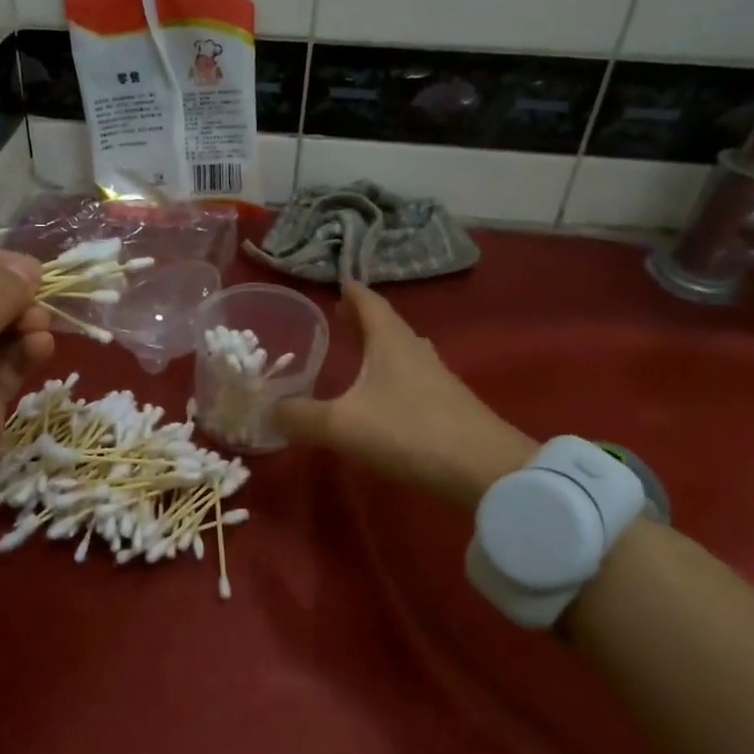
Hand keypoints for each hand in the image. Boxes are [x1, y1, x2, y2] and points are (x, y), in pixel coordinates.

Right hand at [273, 281, 534, 506]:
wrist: (485, 470)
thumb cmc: (409, 432)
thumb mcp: (343, 425)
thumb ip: (300, 417)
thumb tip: (268, 412)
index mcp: (391, 341)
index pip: (369, 302)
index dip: (351, 292)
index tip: (336, 283)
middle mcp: (415, 350)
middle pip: (386, 324)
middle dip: (361, 319)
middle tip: (338, 318)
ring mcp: (436, 377)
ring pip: (401, 351)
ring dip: (378, 347)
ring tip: (356, 352)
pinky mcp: (448, 404)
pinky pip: (411, 377)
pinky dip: (390, 375)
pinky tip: (381, 395)